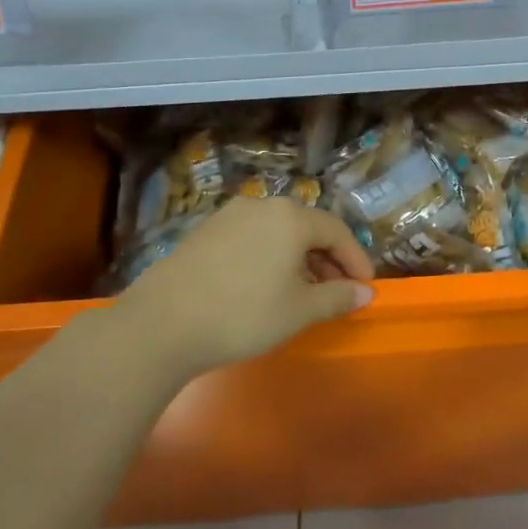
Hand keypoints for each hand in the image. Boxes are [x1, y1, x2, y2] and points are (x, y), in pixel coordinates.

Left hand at [117, 198, 374, 376]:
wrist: (162, 323)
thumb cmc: (244, 314)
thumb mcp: (299, 310)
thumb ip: (337, 297)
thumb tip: (365, 292)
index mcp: (291, 217)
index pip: (337, 231)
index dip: (356, 259)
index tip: (365, 287)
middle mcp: (261, 206)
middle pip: (307, 227)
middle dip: (327, 259)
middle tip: (337, 291)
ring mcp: (228, 216)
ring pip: (277, 232)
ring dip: (298, 258)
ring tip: (302, 292)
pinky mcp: (204, 231)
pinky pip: (251, 238)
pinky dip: (269, 257)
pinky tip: (264, 286)